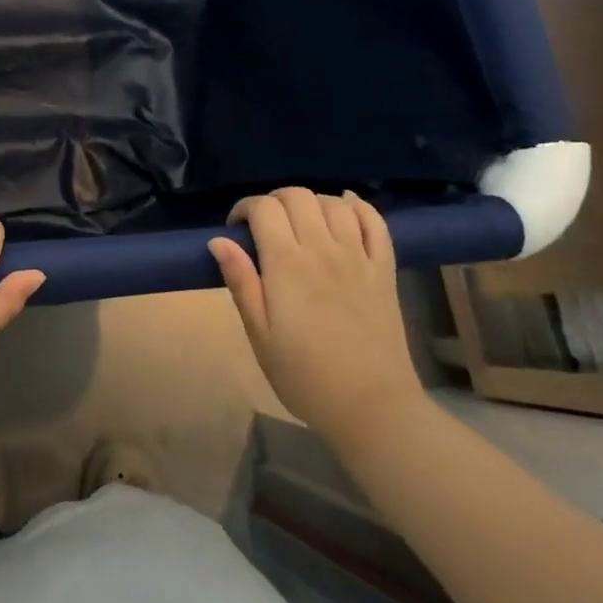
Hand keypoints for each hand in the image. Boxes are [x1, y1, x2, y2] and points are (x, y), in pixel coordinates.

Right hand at [209, 189, 423, 453]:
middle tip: (265, 226)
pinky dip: (358, 206)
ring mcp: (358, 258)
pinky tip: (345, 206)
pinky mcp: (384, 270)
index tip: (236, 229)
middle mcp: (323, 250)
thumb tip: (218, 240)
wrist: (371, 406)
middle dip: (274, 200)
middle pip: (298, 196)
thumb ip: (240, 281)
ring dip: (311, 202)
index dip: (245, 208)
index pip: (264, 208)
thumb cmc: (304, 375)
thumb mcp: (259, 334)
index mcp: (287, 264)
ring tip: (300, 223)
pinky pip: (375, 223)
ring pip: (333, 203)